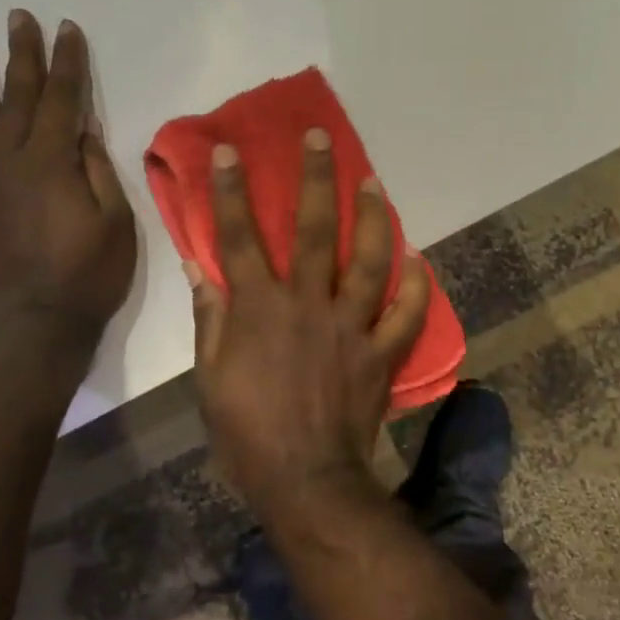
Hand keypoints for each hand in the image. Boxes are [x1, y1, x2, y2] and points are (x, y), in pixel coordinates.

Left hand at [0, 12, 136, 335]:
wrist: (29, 326)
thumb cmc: (87, 276)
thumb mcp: (115, 224)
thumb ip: (97, 171)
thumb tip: (82, 130)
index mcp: (51, 162)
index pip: (61, 98)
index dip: (67, 62)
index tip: (66, 28)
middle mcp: (8, 161)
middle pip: (16, 97)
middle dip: (21, 55)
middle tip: (18, 17)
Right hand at [189, 129, 429, 519]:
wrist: (305, 480)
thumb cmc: (247, 433)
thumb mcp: (210, 379)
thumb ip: (210, 319)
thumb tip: (200, 270)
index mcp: (260, 309)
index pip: (240, 238)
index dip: (232, 193)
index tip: (232, 153)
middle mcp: (308, 305)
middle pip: (314, 230)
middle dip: (316, 179)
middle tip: (322, 138)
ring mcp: (351, 326)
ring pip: (369, 260)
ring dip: (373, 217)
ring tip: (375, 182)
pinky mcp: (381, 353)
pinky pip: (407, 314)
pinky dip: (418, 286)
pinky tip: (420, 259)